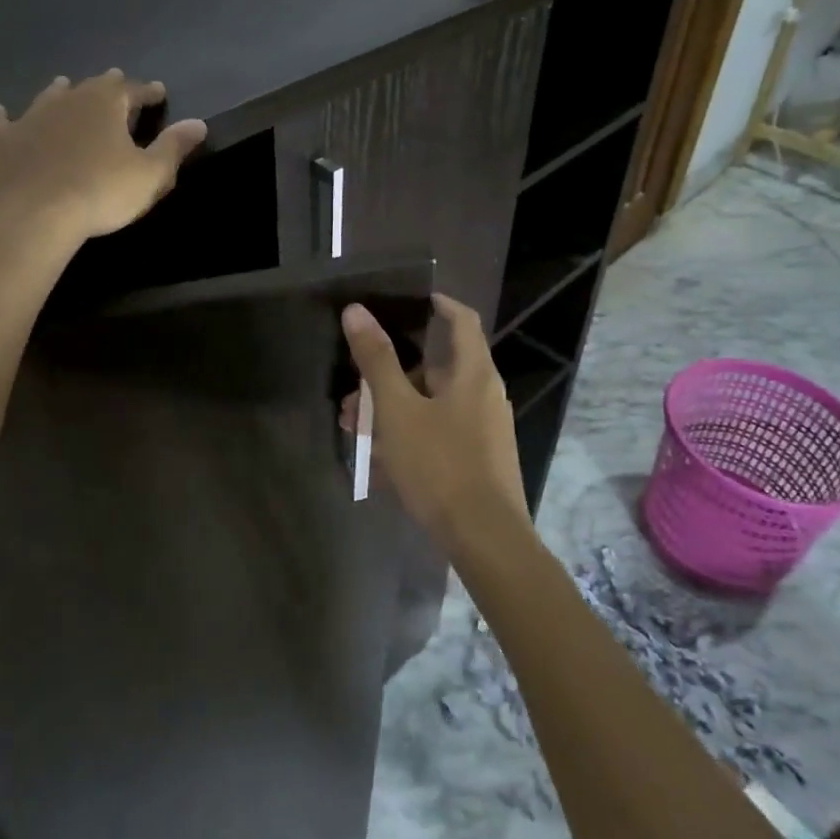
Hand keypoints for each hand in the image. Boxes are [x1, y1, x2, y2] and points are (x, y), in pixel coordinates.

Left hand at [0, 71, 207, 242]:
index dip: (148, 92)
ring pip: (49, 97)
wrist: (32, 215)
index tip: (159, 92)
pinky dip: (4, 116)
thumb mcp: (150, 174)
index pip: (133, 90)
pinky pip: (3, 122)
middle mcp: (68, 100)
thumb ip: (174, 147)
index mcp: (106, 104)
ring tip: (64, 85)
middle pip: (92, 87)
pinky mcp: (1, 141)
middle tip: (116, 81)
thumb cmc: (100, 193)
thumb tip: (198, 123)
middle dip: (108, 85)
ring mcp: (30, 117)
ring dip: (60, 92)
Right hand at [341, 294, 528, 548]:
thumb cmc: (440, 465)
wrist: (485, 539)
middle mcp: (484, 393)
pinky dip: (411, 432)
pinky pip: (440, 430)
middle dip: (391, 372)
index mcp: (473, 372)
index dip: (438, 303)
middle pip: (436, 366)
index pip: (461, 319)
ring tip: (356, 428)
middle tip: (354, 388)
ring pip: (433, 402)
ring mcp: (485, 429)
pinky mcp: (480, 458)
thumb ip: (377, 360)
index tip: (408, 299)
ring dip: (394, 407)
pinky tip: (381, 459)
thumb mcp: (398, 410)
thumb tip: (356, 311)